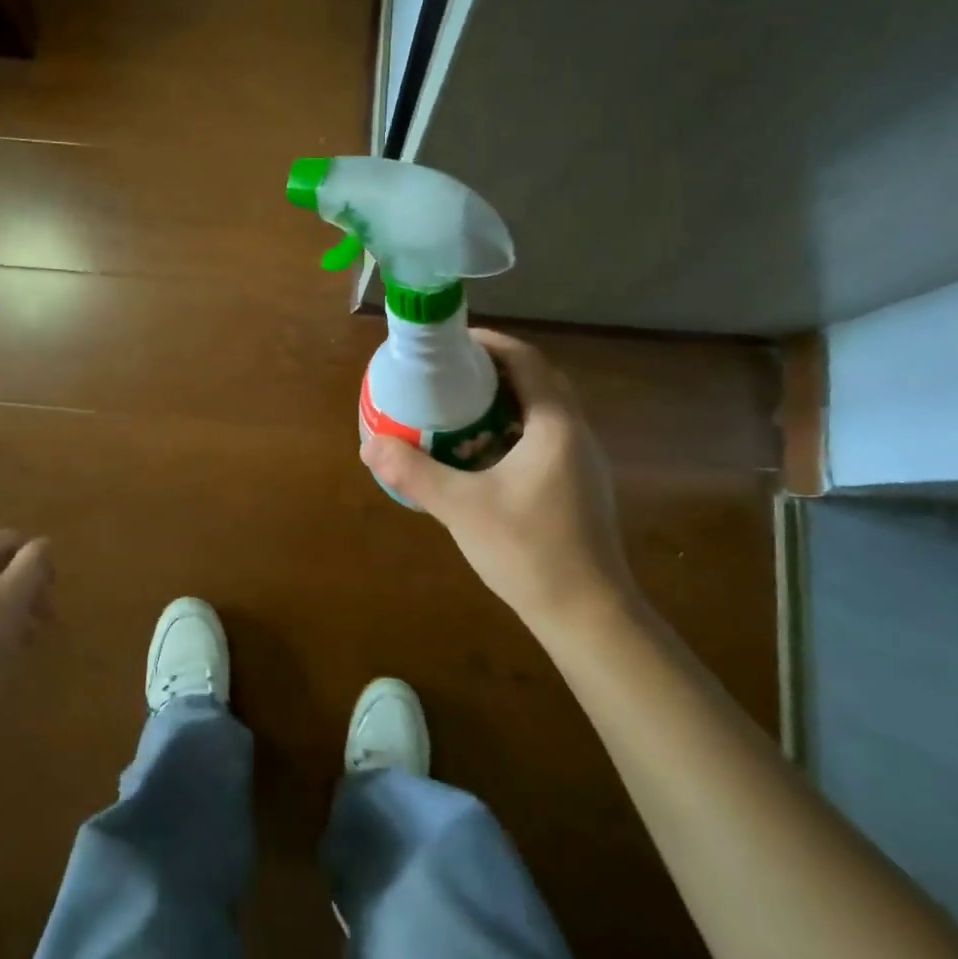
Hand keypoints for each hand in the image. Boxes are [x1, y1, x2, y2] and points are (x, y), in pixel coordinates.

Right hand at [362, 330, 636, 626]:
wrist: (588, 616)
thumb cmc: (529, 551)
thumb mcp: (462, 508)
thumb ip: (414, 472)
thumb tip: (369, 444)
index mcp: (556, 425)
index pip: (526, 361)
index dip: (490, 343)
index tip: (454, 343)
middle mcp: (576, 434)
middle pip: (537, 382)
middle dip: (495, 372)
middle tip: (452, 376)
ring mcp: (583, 464)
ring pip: (543, 414)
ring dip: (505, 404)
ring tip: (460, 412)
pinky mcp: (580, 489)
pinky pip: (545, 441)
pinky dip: (513, 434)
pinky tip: (483, 459)